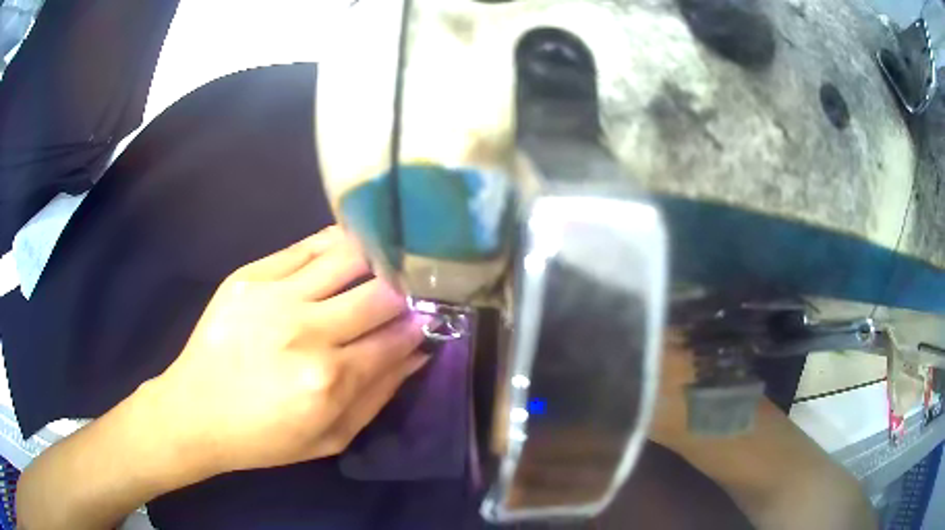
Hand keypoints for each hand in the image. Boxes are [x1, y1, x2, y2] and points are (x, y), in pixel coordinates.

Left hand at [149, 226, 428, 475]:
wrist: (196, 412)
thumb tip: (416, 353)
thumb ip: (378, 395)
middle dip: (403, 292)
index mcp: (329, 380)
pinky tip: (346, 251)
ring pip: (347, 256)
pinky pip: (306, 246)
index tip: (426, 319)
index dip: (419, 326)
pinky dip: (335, 245)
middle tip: (407, 294)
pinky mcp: (249, 275)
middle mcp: (306, 331)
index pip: (395, 338)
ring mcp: (275, 295)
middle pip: (379, 292)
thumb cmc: (264, 437)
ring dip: (375, 259)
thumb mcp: (331, 437)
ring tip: (382, 266)